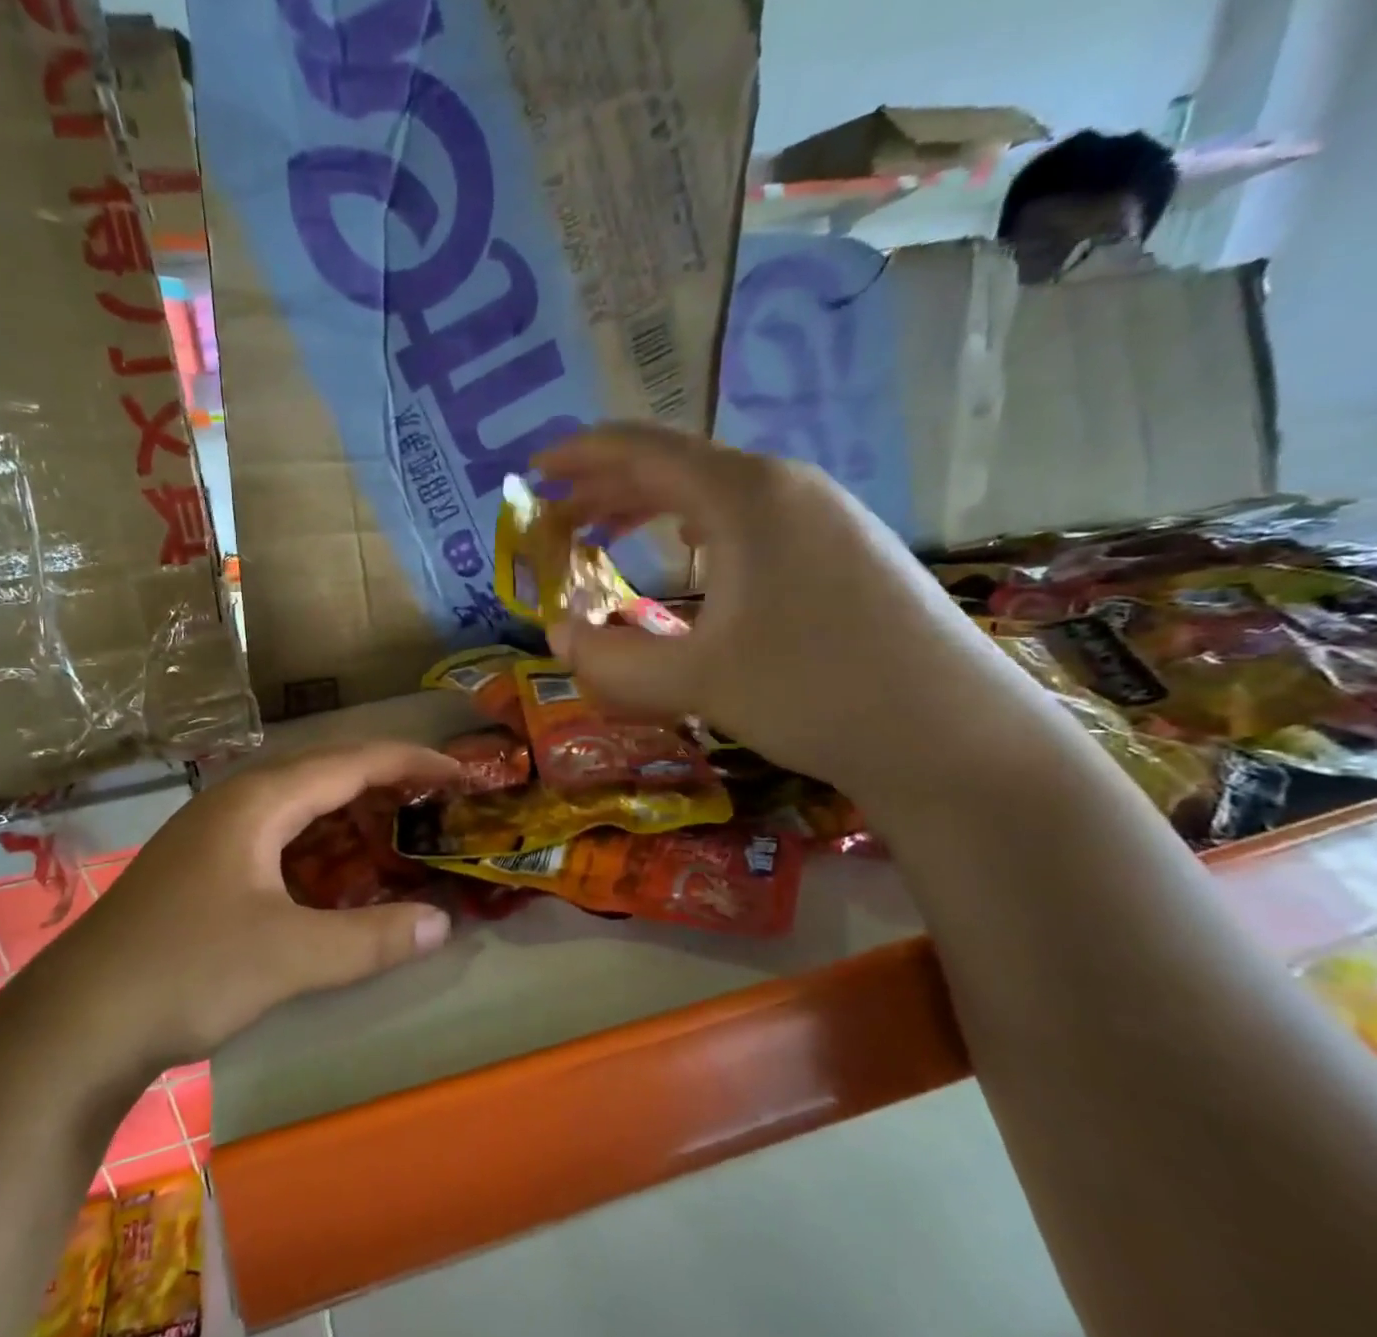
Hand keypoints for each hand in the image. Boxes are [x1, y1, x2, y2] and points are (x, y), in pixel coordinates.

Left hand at [63, 742, 459, 1065]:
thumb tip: (441, 923)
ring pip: (299, 811)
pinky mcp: (203, 870)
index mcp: (257, 801)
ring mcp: (213, 836)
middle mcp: (235, 804)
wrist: (76, 1023)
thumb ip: (372, 938)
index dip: (410, 762)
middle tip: (438, 803)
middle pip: (324, 776)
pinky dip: (320, 851)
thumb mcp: (291, 956)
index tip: (461, 772)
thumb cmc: (186, 971)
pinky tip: (339, 878)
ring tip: (400, 834)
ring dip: (351, 819)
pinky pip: (279, 842)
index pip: (350, 762)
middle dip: (385, 785)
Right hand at [534, 424, 1044, 801]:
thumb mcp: (696, 681)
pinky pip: (747, 519)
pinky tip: (685, 556)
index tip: (533, 469)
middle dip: (606, 487)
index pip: (645, 452)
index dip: (581, 456)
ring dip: (650, 510)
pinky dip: (694, 529)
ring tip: (602, 536)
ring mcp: (823, 517)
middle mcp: (786, 487)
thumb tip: (557, 639)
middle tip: (555, 517)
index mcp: (747, 496)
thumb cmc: (816, 693)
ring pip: (714, 493)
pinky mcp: (842, 551)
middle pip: (677, 467)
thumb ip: (612, 659)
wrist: (952, 735)